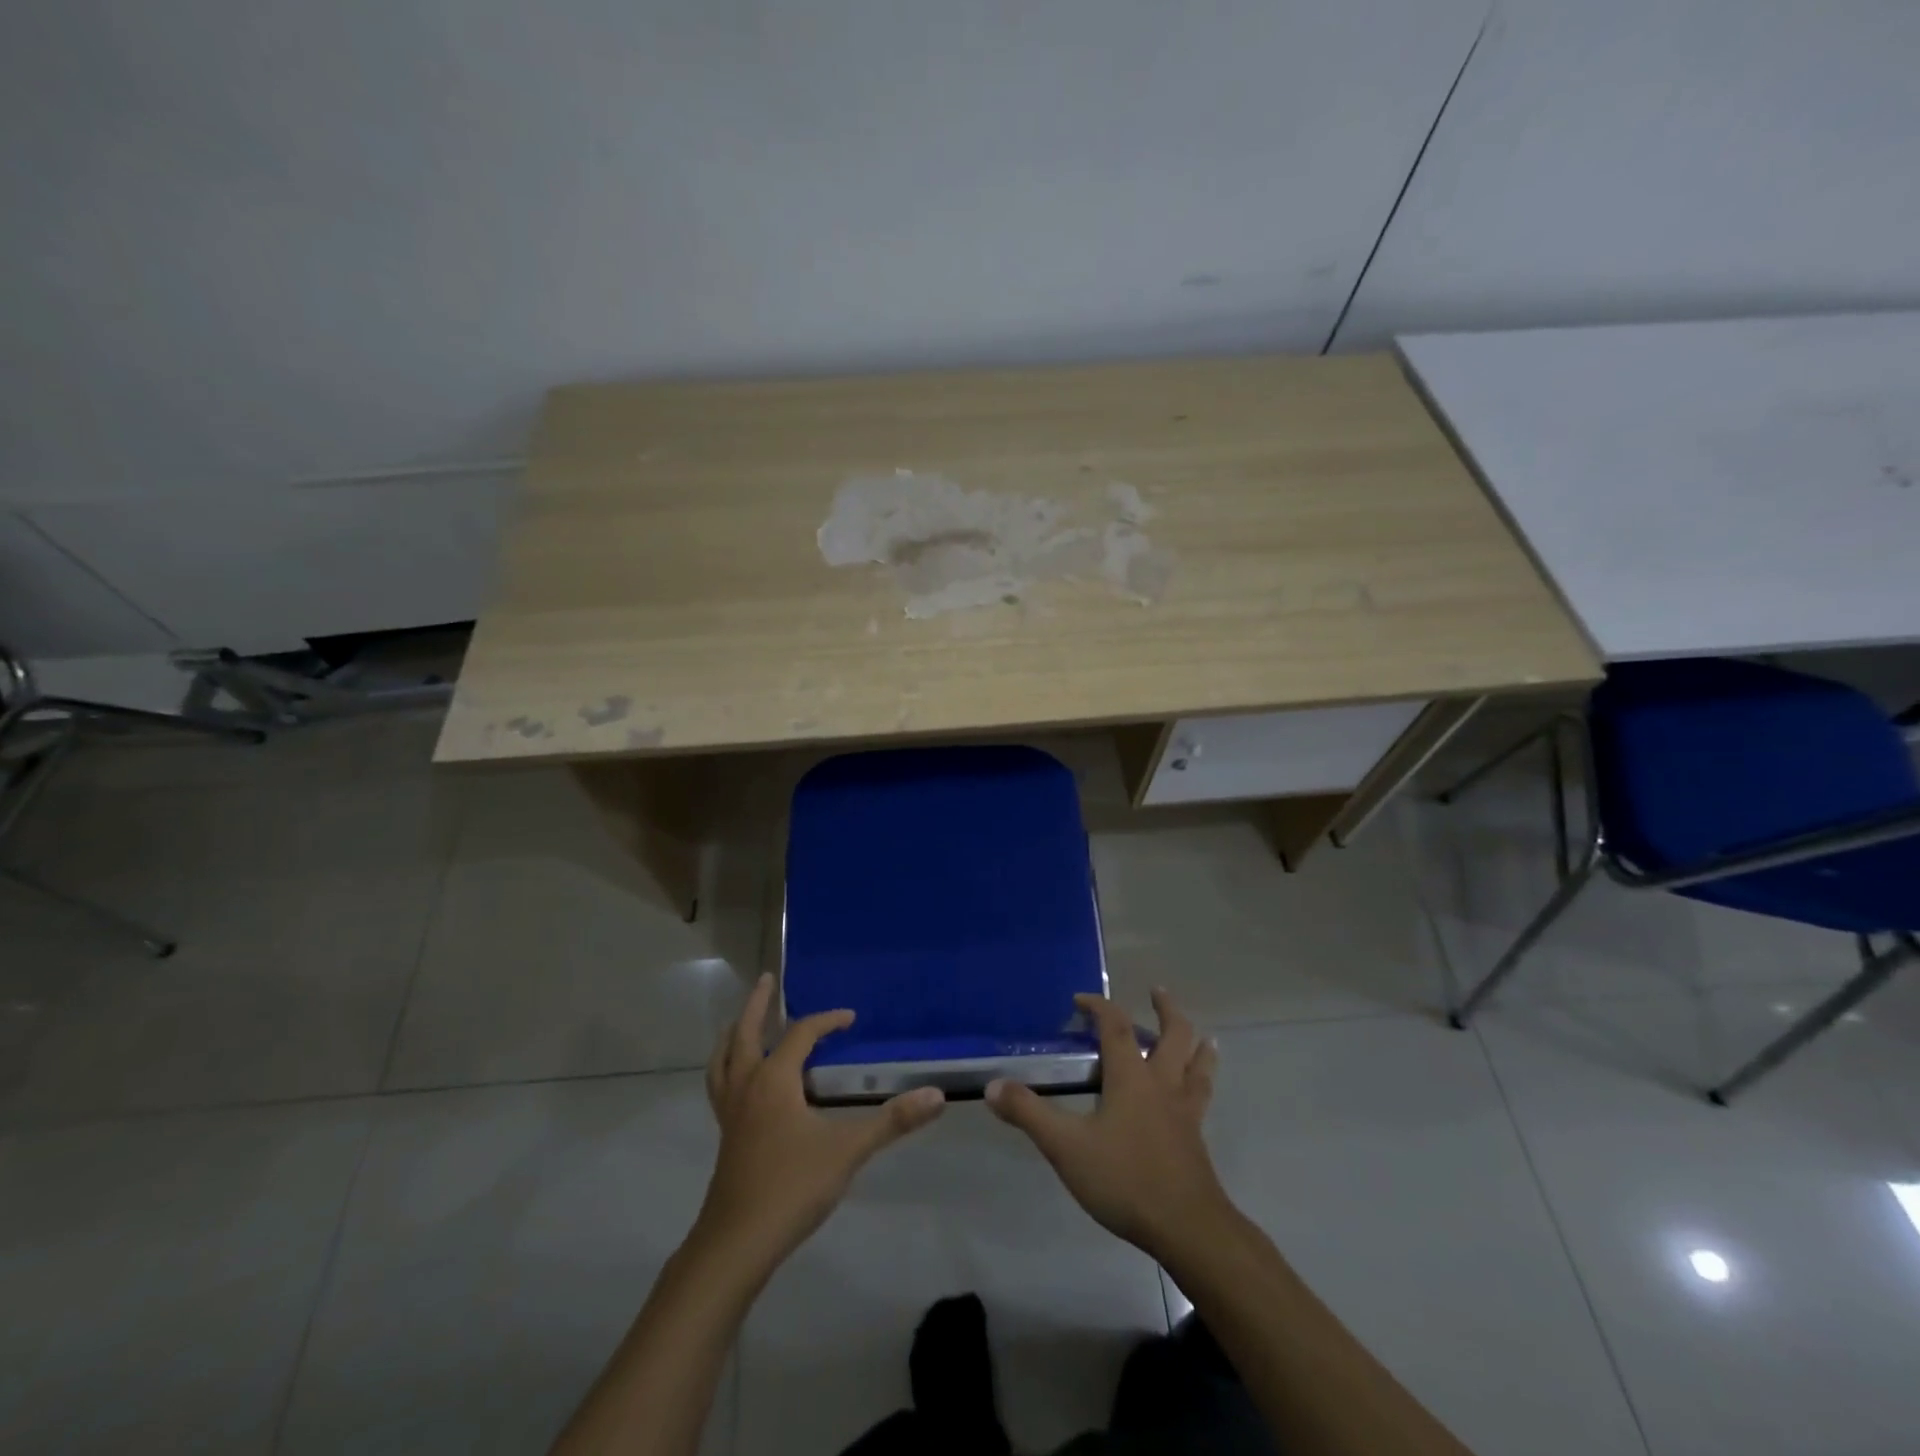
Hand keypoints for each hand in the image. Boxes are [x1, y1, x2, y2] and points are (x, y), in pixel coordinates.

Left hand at [697, 974, 945, 1265]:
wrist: (737, 1243)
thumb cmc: (792, 1187)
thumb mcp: (849, 1150)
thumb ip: (893, 1121)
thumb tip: (937, 1095)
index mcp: (774, 1080)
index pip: (800, 1034)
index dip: (826, 1021)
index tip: (850, 1018)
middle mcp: (747, 1086)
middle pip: (745, 1033)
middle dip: (757, 1005)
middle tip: (767, 980)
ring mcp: (731, 1112)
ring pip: (724, 1059)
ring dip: (734, 1034)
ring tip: (741, 1022)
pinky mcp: (725, 1136)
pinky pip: (722, 1086)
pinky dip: (729, 1067)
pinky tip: (743, 1083)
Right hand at [987, 989, 1225, 1259]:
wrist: (1188, 1228)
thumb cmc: (1125, 1179)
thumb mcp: (1066, 1147)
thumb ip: (1029, 1114)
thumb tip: (992, 1086)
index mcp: (1131, 1077)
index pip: (1116, 1026)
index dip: (1099, 1006)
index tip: (1081, 999)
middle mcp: (1162, 1084)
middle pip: (1173, 1035)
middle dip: (1165, 1010)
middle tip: (1157, 992)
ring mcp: (1185, 1111)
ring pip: (1198, 1065)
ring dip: (1197, 1043)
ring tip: (1200, 1035)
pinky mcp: (1196, 1138)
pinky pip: (1203, 1096)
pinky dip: (1203, 1080)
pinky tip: (1198, 1091)